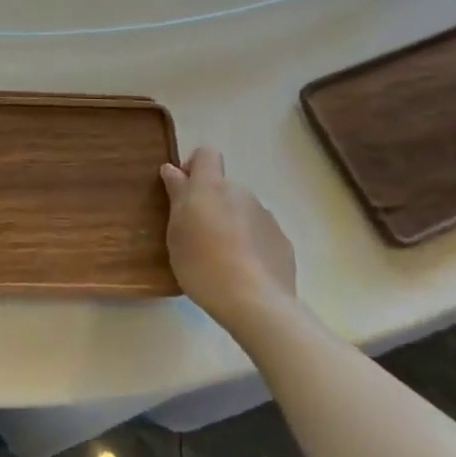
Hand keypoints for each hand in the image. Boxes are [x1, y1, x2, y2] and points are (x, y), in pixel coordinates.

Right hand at [161, 146, 295, 333]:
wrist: (255, 302)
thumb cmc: (202, 262)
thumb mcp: (176, 231)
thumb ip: (177, 195)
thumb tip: (173, 169)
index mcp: (212, 186)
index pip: (206, 154)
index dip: (194, 166)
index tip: (183, 191)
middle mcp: (242, 193)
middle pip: (223, 187)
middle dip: (211, 203)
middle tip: (197, 235)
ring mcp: (266, 217)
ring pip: (242, 211)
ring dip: (231, 224)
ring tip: (221, 259)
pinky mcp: (282, 242)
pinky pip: (260, 234)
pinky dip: (250, 245)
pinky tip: (243, 271)